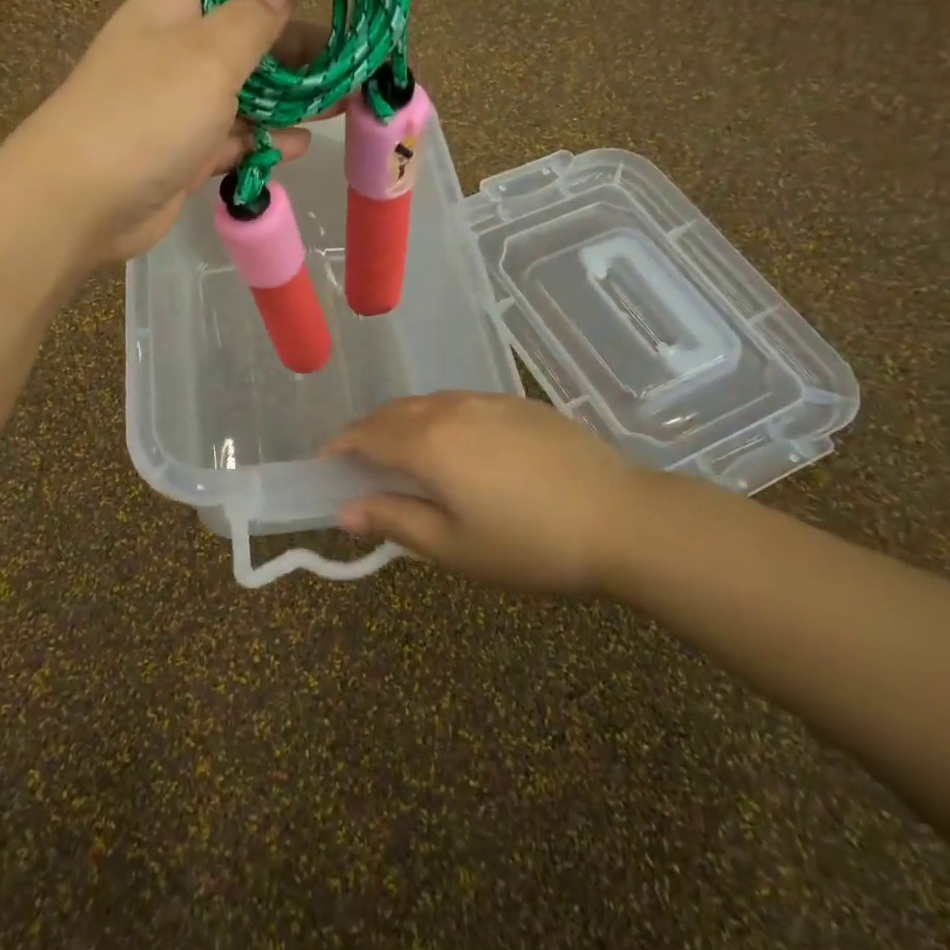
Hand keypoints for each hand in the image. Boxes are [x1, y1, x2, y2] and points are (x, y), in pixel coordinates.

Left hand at [6, 0, 327, 264]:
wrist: (82, 202)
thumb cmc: (147, 111)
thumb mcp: (209, 53)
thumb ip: (253, 20)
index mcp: (171, 5)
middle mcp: (175, 50)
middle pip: (243, 33)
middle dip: (293, 43)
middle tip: (346, 54)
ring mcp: (179, 106)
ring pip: (244, 91)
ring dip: (289, 97)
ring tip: (341, 102)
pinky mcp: (185, 154)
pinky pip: (234, 140)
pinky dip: (264, 141)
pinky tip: (299, 145)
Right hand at [324, 392, 654, 594]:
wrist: (624, 519)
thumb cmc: (531, 544)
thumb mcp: (454, 548)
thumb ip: (395, 521)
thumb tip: (346, 510)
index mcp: (427, 443)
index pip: (366, 435)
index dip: (340, 447)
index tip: (326, 462)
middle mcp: (450, 409)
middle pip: (392, 413)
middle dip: (368, 432)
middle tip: (360, 462)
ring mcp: (488, 401)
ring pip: (427, 403)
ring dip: (403, 422)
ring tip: (403, 452)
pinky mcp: (519, 403)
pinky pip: (461, 403)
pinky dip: (439, 418)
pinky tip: (457, 445)